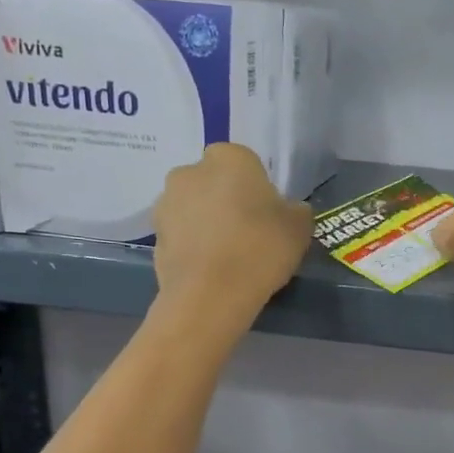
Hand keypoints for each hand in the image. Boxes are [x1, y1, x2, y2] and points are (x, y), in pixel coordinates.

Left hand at [154, 144, 310, 324]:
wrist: (210, 295)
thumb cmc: (260, 248)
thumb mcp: (299, 228)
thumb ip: (295, 211)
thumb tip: (288, 211)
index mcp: (228, 157)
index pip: (245, 163)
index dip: (257, 189)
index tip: (267, 215)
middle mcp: (190, 171)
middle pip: (214, 183)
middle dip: (226, 201)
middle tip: (248, 234)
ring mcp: (166, 203)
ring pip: (194, 208)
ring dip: (206, 223)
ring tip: (227, 257)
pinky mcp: (154, 236)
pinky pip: (181, 236)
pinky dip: (193, 247)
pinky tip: (210, 271)